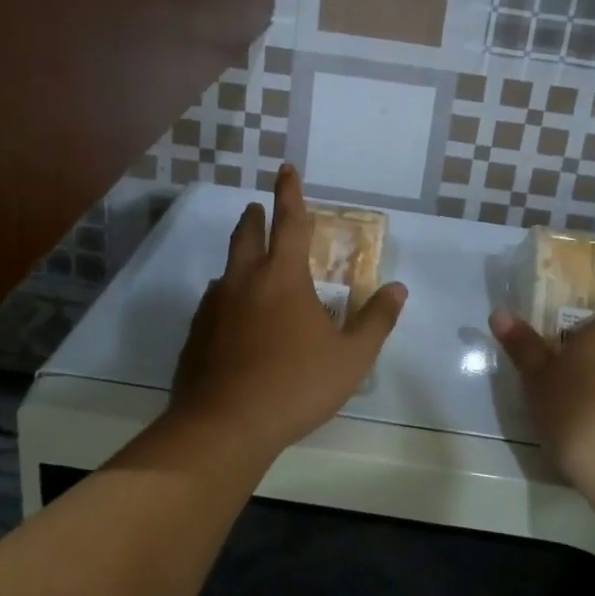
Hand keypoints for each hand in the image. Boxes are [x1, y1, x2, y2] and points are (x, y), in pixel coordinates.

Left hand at [168, 166, 405, 462]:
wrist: (223, 426)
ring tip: (250, 266)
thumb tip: (398, 289)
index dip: (289, 193)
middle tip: (259, 208)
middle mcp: (244, 280)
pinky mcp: (196, 333)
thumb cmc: (294, 386)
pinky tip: (235, 317)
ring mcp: (214, 306)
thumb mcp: (351, 358)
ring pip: (227, 268)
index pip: (289, 221)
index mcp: (283, 277)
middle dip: (255, 216)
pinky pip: (214, 301)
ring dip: (240, 257)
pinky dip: (228, 295)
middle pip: (247, 234)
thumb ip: (376, 320)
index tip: (285, 168)